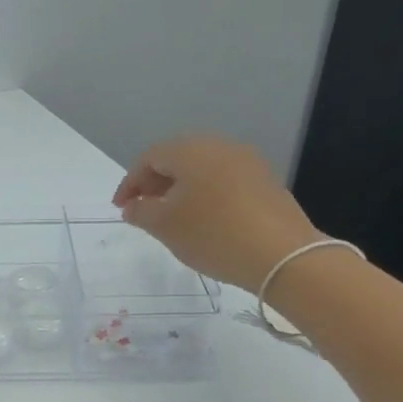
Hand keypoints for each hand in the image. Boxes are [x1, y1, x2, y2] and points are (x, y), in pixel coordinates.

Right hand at [112, 136, 319, 289]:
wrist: (282, 255)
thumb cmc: (212, 234)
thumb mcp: (166, 226)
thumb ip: (142, 212)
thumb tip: (133, 206)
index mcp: (191, 150)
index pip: (149, 158)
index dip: (130, 183)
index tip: (120, 209)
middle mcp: (220, 146)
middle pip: (178, 159)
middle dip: (155, 184)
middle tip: (142, 211)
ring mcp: (247, 162)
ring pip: (202, 170)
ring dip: (181, 190)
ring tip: (171, 218)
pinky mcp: (265, 182)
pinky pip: (223, 181)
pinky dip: (205, 196)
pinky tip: (203, 221)